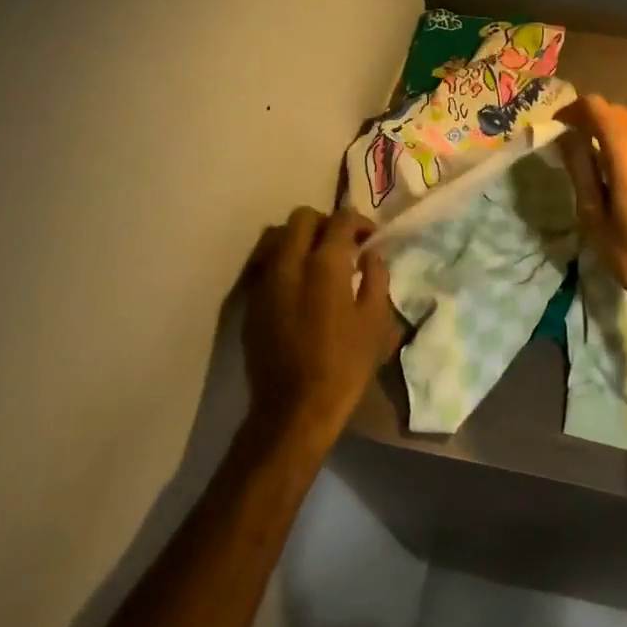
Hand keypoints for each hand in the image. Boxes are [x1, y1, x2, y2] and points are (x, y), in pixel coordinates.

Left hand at [242, 207, 398, 446]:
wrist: (294, 409)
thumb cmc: (344, 365)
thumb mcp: (375, 321)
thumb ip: (376, 278)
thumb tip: (371, 254)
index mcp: (325, 264)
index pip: (341, 219)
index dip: (359, 222)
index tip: (369, 239)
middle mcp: (290, 263)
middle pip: (303, 217)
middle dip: (326, 223)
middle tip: (343, 246)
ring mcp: (265, 281)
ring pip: (278, 236)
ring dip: (300, 238)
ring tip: (317, 261)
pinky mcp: (251, 301)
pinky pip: (265, 263)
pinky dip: (283, 261)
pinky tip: (298, 285)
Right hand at [556, 95, 626, 318]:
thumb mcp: (593, 215)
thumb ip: (580, 168)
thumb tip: (567, 135)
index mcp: (626, 149)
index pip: (595, 107)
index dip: (573, 110)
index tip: (559, 126)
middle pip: (619, 109)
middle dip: (594, 117)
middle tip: (577, 141)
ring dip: (621, 123)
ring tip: (607, 147)